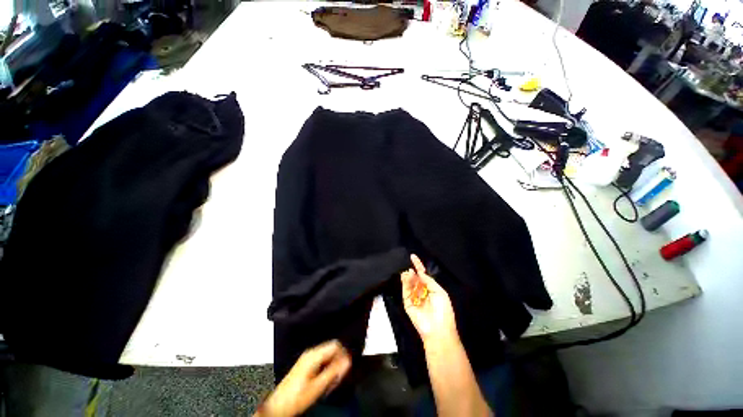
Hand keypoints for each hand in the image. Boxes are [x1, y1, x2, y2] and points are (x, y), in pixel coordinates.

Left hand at [257, 340, 350, 416]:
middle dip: (338, 362)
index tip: (348, 366)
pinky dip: (326, 369)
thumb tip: (348, 361)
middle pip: (332, 349)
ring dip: (332, 367)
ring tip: (331, 382)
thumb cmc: (296, 397)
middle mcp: (311, 353)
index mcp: (313, 355)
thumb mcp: (318, 386)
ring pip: (327, 356)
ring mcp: (307, 358)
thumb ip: (334, 371)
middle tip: (339, 377)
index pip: (335, 345)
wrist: (278, 406)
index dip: (344, 354)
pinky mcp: (306, 365)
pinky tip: (325, 382)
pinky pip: (322, 361)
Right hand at [401, 254, 457, 346]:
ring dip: (408, 277)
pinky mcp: (408, 304)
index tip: (413, 256)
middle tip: (409, 268)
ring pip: (409, 283)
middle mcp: (422, 292)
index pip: (423, 275)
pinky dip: (405, 283)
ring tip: (407, 272)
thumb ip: (429, 281)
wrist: (438, 329)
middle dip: (412, 272)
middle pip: (415, 278)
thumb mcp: (439, 292)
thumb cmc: (443, 310)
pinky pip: (405, 291)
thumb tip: (419, 272)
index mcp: (431, 289)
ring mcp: (414, 298)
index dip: (418, 265)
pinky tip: (405, 277)